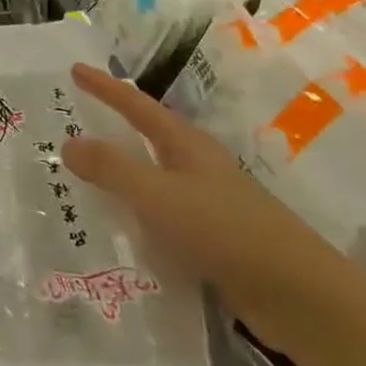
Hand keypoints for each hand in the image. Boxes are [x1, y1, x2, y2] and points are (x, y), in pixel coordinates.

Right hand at [61, 63, 365, 348]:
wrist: (298, 295)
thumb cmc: (225, 231)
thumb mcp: (159, 196)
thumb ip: (113, 169)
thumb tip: (67, 142)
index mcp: (187, 146)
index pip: (137, 106)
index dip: (105, 88)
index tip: (75, 69)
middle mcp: (199, 167)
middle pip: (150, 136)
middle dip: (115, 126)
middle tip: (78, 118)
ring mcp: (210, 203)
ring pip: (156, 177)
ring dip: (125, 173)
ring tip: (87, 175)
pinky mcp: (215, 239)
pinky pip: (164, 214)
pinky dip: (139, 213)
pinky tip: (123, 230)